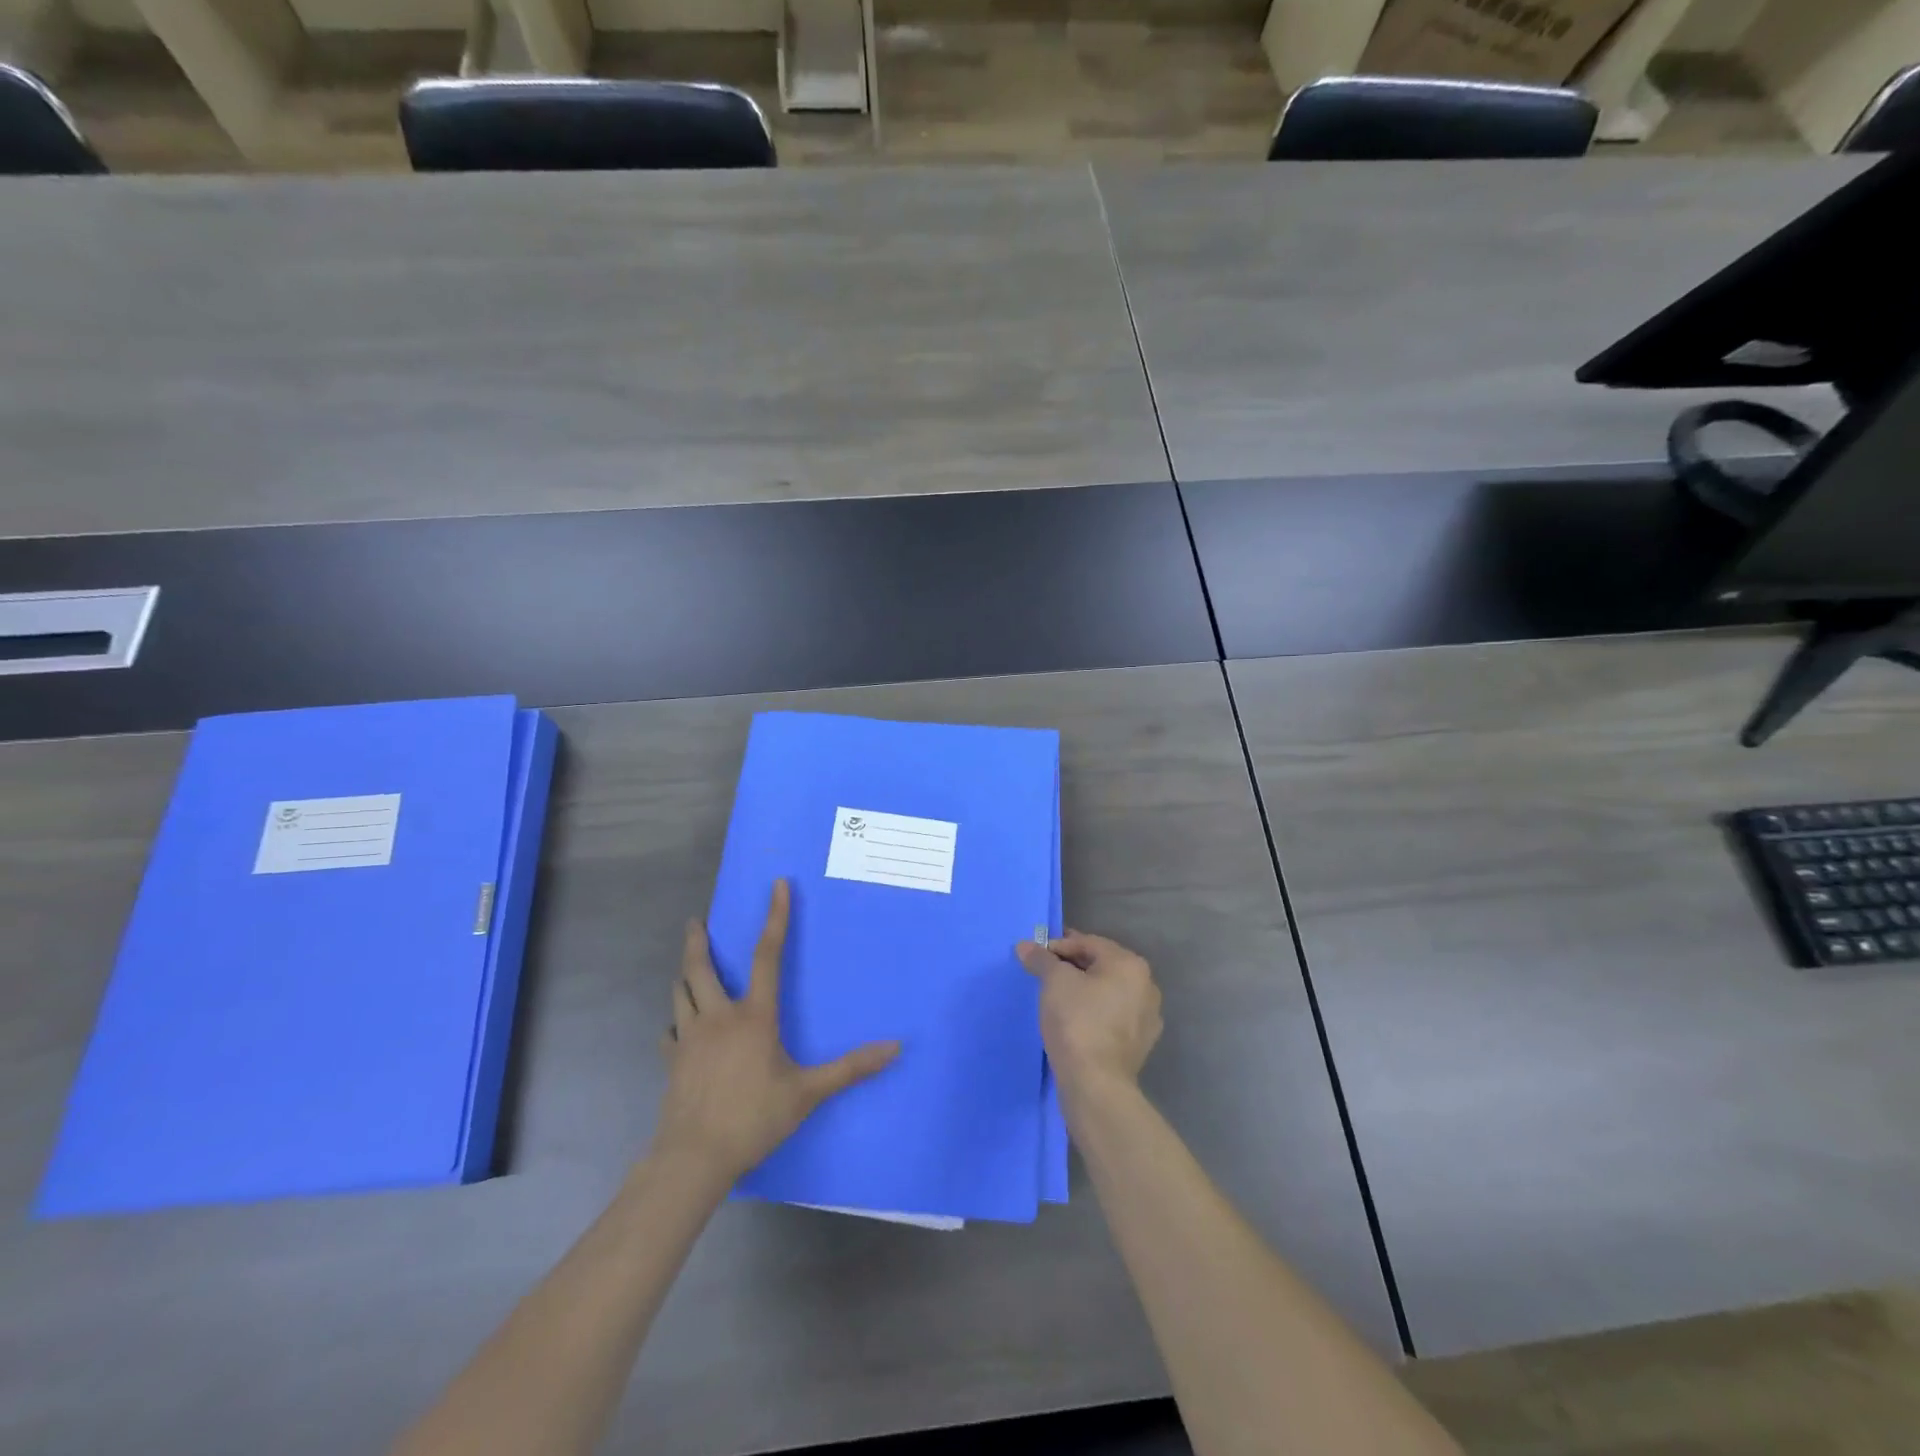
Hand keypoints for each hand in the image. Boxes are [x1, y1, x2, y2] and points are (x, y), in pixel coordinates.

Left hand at [651, 879, 899, 1185]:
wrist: (694, 1157)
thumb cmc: (754, 1118)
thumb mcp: (808, 1093)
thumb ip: (850, 1068)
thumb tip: (895, 1047)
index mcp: (754, 1016)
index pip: (767, 956)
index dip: (775, 918)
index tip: (777, 886)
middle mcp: (719, 1017)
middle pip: (701, 968)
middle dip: (698, 941)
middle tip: (695, 921)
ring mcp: (690, 1038)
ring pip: (681, 993)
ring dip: (685, 975)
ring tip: (688, 967)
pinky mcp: (672, 1061)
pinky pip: (671, 1031)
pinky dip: (677, 1021)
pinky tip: (680, 1027)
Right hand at [1015, 931, 1162, 1099]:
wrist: (1096, 1084)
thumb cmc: (1077, 1021)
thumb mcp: (1054, 982)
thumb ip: (1041, 959)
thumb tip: (1025, 946)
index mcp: (1130, 964)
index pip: (1088, 943)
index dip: (1059, 946)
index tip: (1036, 956)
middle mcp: (1146, 985)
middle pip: (1102, 965)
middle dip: (1072, 966)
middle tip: (1045, 974)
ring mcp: (1147, 1016)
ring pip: (1109, 991)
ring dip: (1084, 990)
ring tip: (1057, 998)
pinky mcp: (1141, 1043)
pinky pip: (1113, 1016)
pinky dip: (1095, 1013)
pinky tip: (1075, 1022)